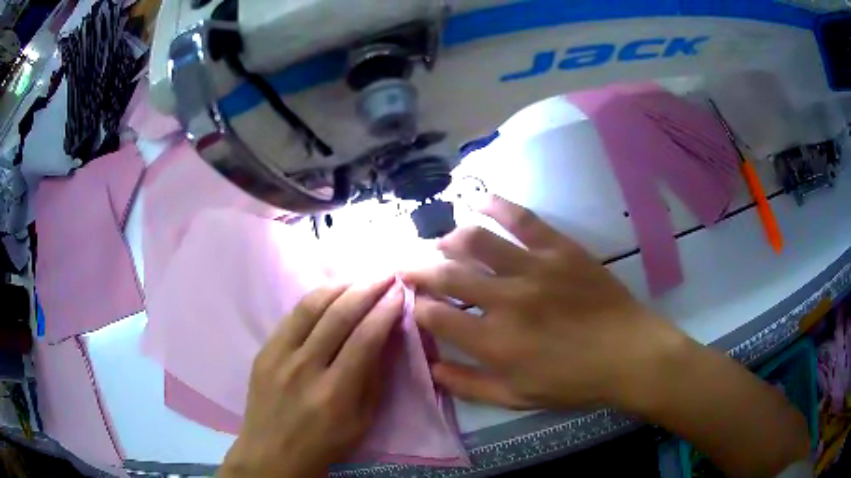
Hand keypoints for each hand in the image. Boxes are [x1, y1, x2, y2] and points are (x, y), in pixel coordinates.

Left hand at [219, 277, 402, 477]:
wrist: (272, 453)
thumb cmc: (324, 445)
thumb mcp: (362, 422)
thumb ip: (374, 378)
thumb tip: (387, 337)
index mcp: (334, 393)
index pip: (365, 338)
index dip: (385, 311)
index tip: (400, 292)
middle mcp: (304, 368)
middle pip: (338, 315)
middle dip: (367, 289)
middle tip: (386, 274)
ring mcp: (279, 356)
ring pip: (311, 307)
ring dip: (339, 286)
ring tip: (359, 277)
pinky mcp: (264, 351)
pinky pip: (291, 316)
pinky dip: (314, 299)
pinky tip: (329, 293)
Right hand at [403, 195, 683, 409]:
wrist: (628, 354)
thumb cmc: (573, 382)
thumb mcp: (516, 398)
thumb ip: (469, 385)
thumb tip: (432, 368)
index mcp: (494, 342)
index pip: (436, 316)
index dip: (416, 306)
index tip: (413, 303)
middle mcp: (506, 300)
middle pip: (447, 275)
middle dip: (418, 269)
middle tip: (407, 265)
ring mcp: (534, 269)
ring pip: (476, 241)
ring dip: (449, 239)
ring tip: (441, 241)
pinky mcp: (559, 249)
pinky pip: (522, 219)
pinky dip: (497, 206)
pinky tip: (479, 201)